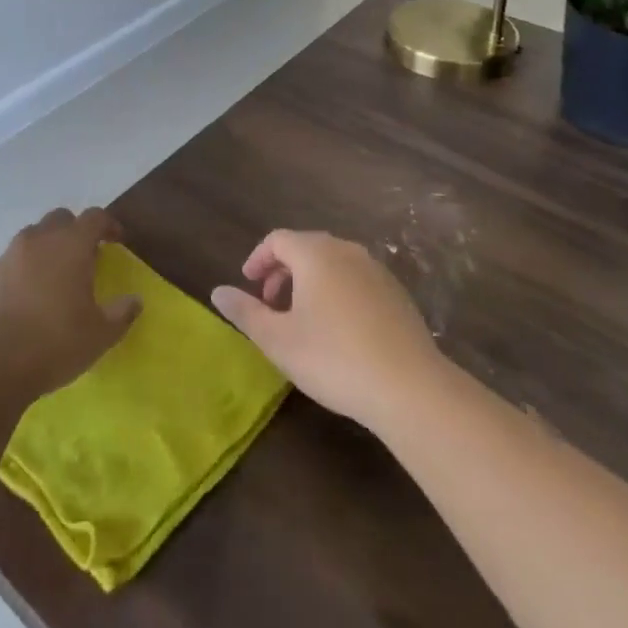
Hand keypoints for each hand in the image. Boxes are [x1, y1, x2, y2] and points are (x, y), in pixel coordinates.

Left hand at [0, 208, 140, 401]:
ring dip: (46, 248)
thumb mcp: (101, 334)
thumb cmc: (55, 342)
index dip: (108, 225)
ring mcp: (8, 256)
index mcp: (71, 245)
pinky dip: (21, 271)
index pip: (95, 217)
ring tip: (53, 277)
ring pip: (32, 237)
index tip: (117, 240)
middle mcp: (39, 240)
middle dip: (74, 231)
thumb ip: (121, 313)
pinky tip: (24, 299)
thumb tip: (134, 300)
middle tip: (83, 257)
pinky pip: (10, 262)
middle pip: (60, 219)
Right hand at [211, 230, 442, 428]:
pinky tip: (338, 329)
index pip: (278, 240)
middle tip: (270, 304)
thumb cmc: (333, 358)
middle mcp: (346, 250)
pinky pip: (356, 279)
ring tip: (301, 318)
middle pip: (306, 247)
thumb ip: (245, 312)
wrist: (410, 387)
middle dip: (282, 271)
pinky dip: (337, 291)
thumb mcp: (278, 340)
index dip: (258, 259)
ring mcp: (376, 269)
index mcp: (315, 253)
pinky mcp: (396, 292)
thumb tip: (218, 291)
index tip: (248, 285)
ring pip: (333, 263)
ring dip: (310, 281)